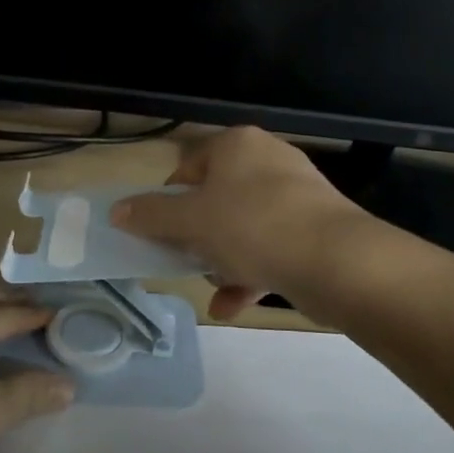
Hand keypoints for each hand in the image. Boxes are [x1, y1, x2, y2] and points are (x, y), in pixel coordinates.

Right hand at [111, 127, 362, 318]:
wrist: (336, 260)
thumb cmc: (251, 226)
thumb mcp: (191, 221)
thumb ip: (151, 215)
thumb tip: (117, 210)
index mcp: (237, 145)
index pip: (190, 166)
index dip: (170, 199)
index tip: (162, 230)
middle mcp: (269, 160)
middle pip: (218, 198)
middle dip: (199, 235)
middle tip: (185, 259)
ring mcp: (297, 194)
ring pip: (245, 226)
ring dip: (223, 259)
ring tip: (212, 286)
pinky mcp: (316, 227)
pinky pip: (272, 247)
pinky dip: (251, 273)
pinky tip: (231, 307)